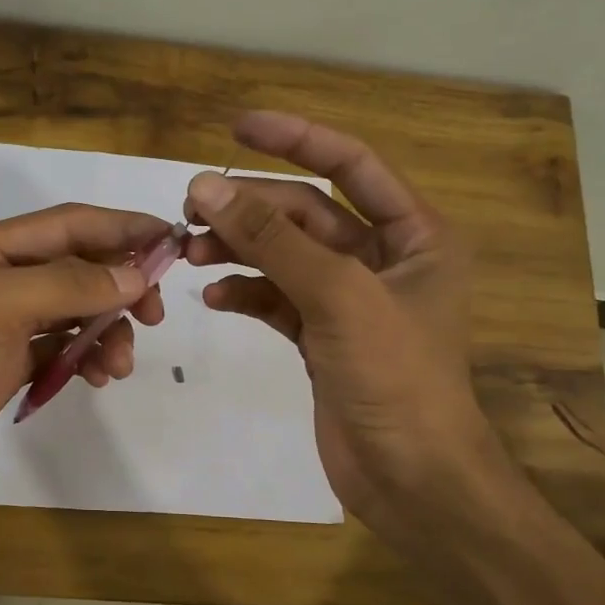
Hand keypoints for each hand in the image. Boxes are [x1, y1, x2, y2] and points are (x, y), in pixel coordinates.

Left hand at [0, 203, 170, 529]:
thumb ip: (66, 284)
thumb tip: (135, 277)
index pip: (65, 224)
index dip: (119, 228)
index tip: (170, 240)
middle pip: (74, 267)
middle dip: (118, 286)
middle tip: (154, 315)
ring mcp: (0, 327)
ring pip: (73, 312)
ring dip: (106, 330)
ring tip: (119, 364)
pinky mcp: (6, 367)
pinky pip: (61, 349)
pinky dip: (86, 357)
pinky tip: (98, 377)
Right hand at [183, 112, 499, 542]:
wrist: (411, 477)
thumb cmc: (395, 377)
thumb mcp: (338, 295)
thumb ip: (272, 239)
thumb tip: (206, 187)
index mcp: (415, 235)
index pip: (350, 165)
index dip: (296, 139)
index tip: (237, 127)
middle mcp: (384, 259)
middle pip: (307, 213)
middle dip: (250, 208)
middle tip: (190, 209)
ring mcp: (349, 301)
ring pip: (285, 256)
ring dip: (240, 249)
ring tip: (189, 253)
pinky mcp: (322, 338)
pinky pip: (277, 299)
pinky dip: (247, 293)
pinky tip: (215, 297)